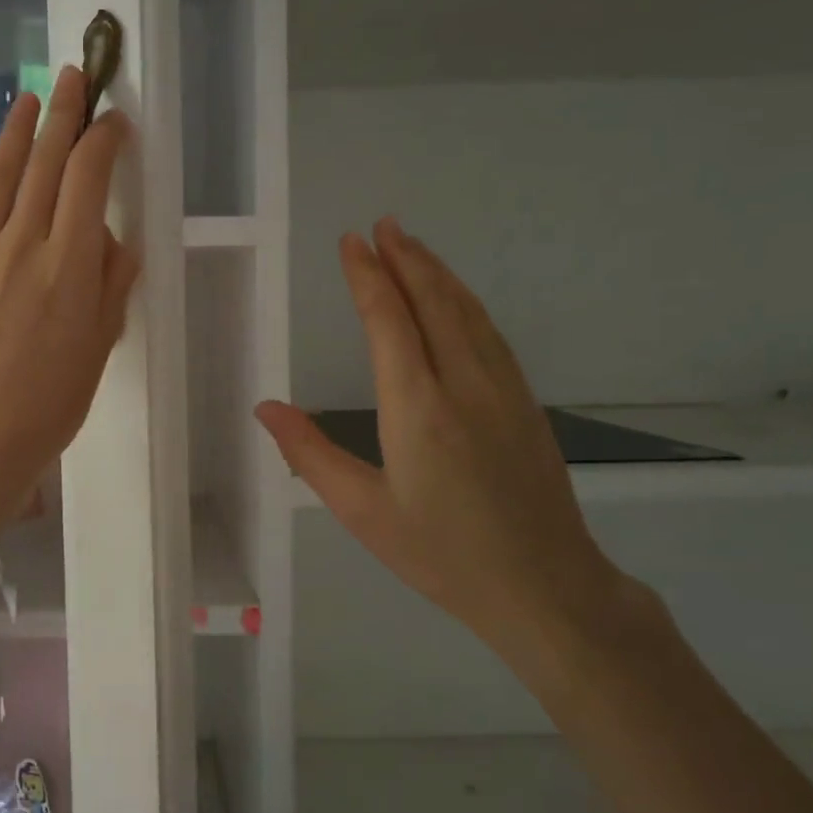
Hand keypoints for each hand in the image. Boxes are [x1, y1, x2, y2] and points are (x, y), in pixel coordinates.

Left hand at [0, 66, 139, 576]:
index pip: (90, 178)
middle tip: (75, 77)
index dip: (104, 140)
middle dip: (64, 114)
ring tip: (29, 99)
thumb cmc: (52, 402)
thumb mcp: (101, 343)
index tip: (114, 122)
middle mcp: (20, 245)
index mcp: (69, 264)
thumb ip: (113, 281)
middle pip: (46, 163)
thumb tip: (113, 236)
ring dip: (14, 132)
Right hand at [255, 217, 633, 671]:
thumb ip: (310, 455)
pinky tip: (458, 300)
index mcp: (418, 408)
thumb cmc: (442, 554)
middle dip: (405, 258)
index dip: (367, 276)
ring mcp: (503, 391)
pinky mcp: (526, 404)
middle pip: (434, 302)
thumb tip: (266, 406)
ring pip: (469, 313)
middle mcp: (463, 384)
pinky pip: (491, 335)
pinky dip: (467, 303)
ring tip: (413, 245)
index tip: (351, 242)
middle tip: (383, 224)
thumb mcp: (362, 512)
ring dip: (438, 273)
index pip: (389, 321)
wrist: (546, 588)